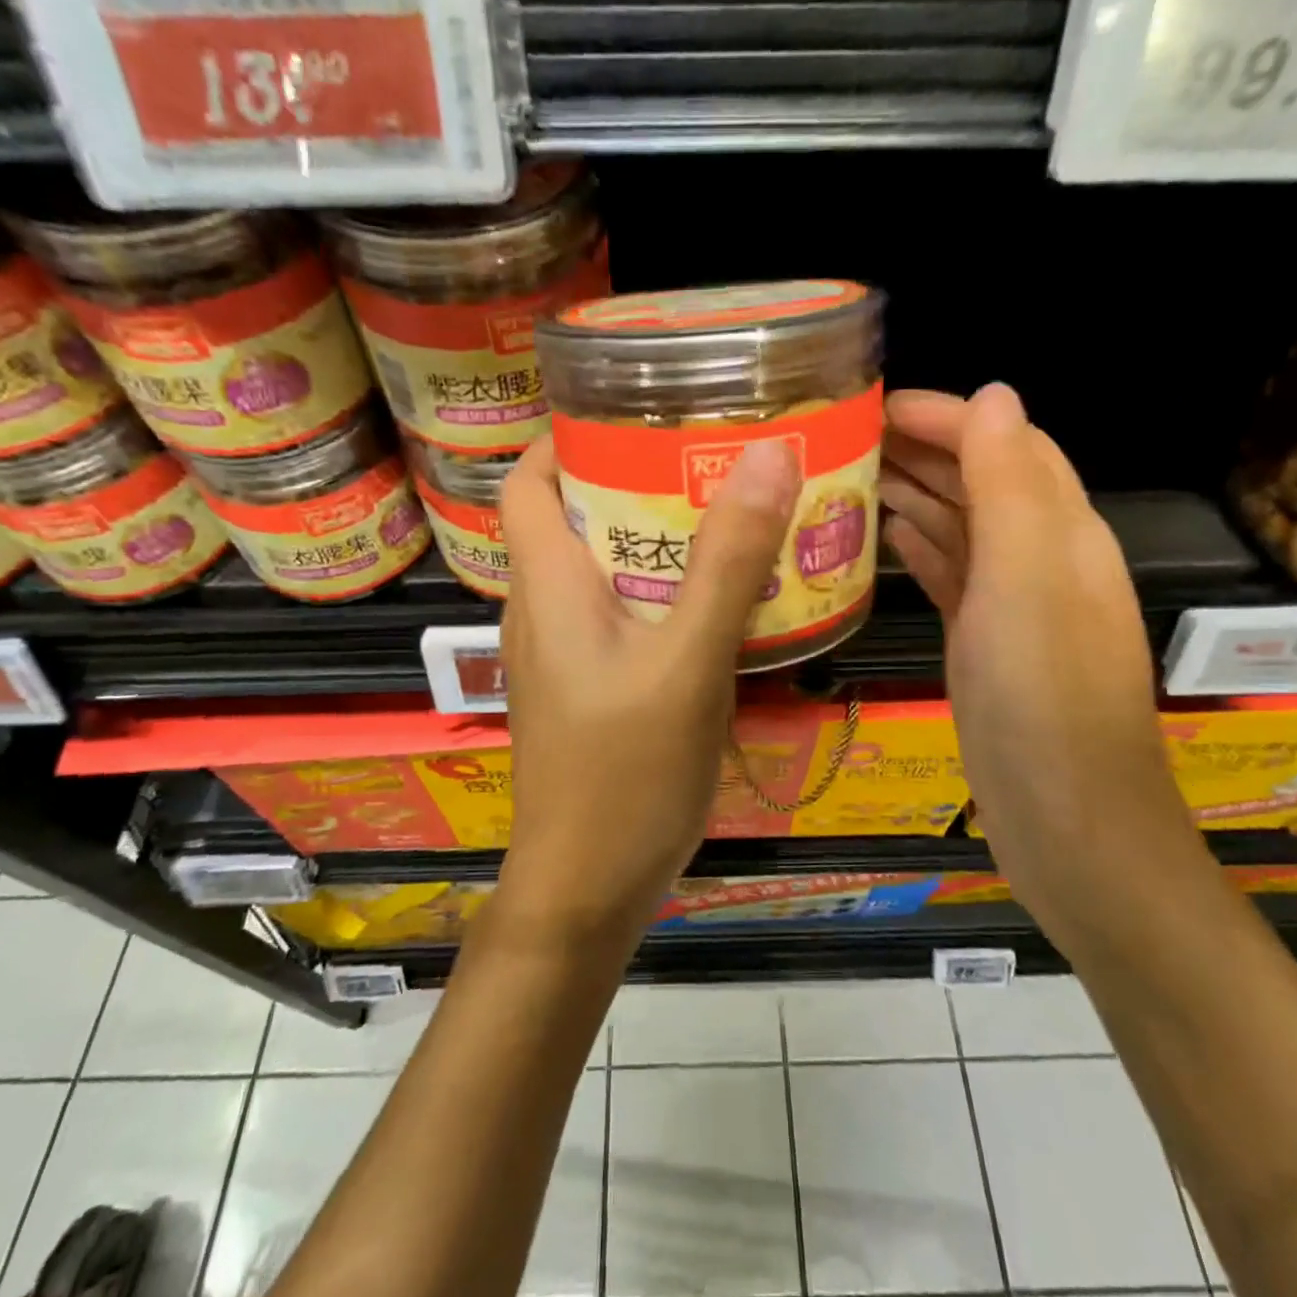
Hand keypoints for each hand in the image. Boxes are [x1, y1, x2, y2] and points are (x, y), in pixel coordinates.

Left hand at [493, 435, 800, 952]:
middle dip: (634, 478)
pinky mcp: (589, 686)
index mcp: (547, 584)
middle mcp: (543, 609)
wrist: (588, 888)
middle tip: (711, 454)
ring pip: (603, 567)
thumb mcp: (687, 661)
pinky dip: (663, 590)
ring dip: (656, 536)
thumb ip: (726, 562)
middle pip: (574, 516)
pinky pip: (621, 614)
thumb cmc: (624, 773)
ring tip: (728, 510)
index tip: (636, 408)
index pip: (528, 482)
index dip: (567, 436)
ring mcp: (564, 652)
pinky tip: (720, 597)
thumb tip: (767, 455)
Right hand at [880, 385, 1201, 941]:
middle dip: (919, 450)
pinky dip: (917, 549)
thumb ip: (1009, 485)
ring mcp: (1010, 604)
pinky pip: (948, 576)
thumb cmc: (1043, 695)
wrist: (1066, 819)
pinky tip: (880, 539)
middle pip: (978, 480)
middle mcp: (1040, 557)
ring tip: (845, 479)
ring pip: (958, 527)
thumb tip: (993, 394)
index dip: (946, 415)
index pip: (1004, 443)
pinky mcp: (983, 643)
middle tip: (842, 440)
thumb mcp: (1027, 578)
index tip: (875, 405)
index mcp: (1059, 530)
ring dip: (911, 495)